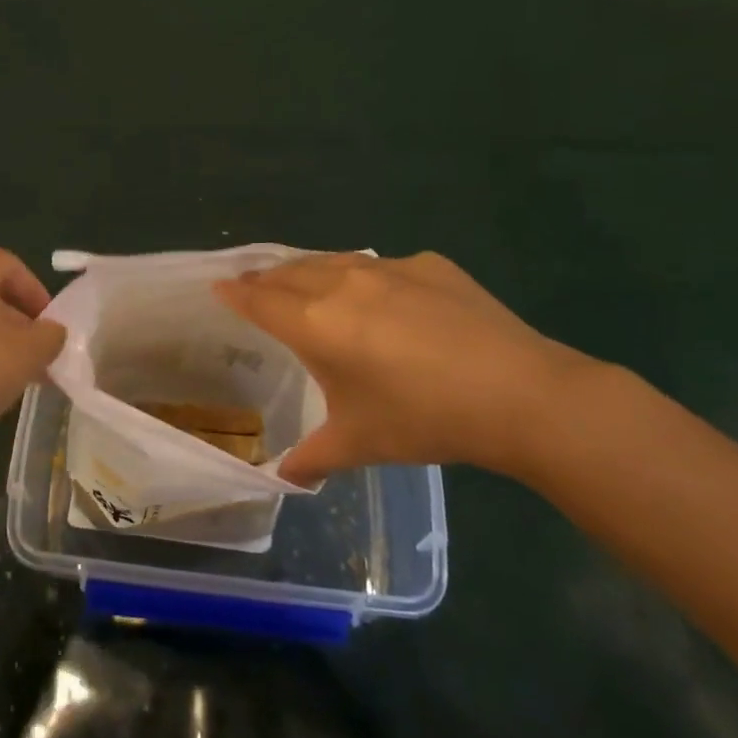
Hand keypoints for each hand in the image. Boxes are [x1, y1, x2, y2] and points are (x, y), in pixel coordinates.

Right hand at [215, 253, 600, 484]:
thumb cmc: (424, 420)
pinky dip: (361, 275)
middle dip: (266, 278)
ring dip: (308, 270)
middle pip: (289, 272)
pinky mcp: (428, 266)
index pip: (259, 299)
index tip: (218, 286)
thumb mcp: (360, 444)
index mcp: (315, 323)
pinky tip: (379, 297)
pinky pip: (379, 266)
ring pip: (331, 260)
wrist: (519, 394)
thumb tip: (284, 478)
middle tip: (253, 285)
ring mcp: (388, 268)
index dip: (235, 293)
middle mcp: (342, 284)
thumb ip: (312, 458)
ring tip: (302, 282)